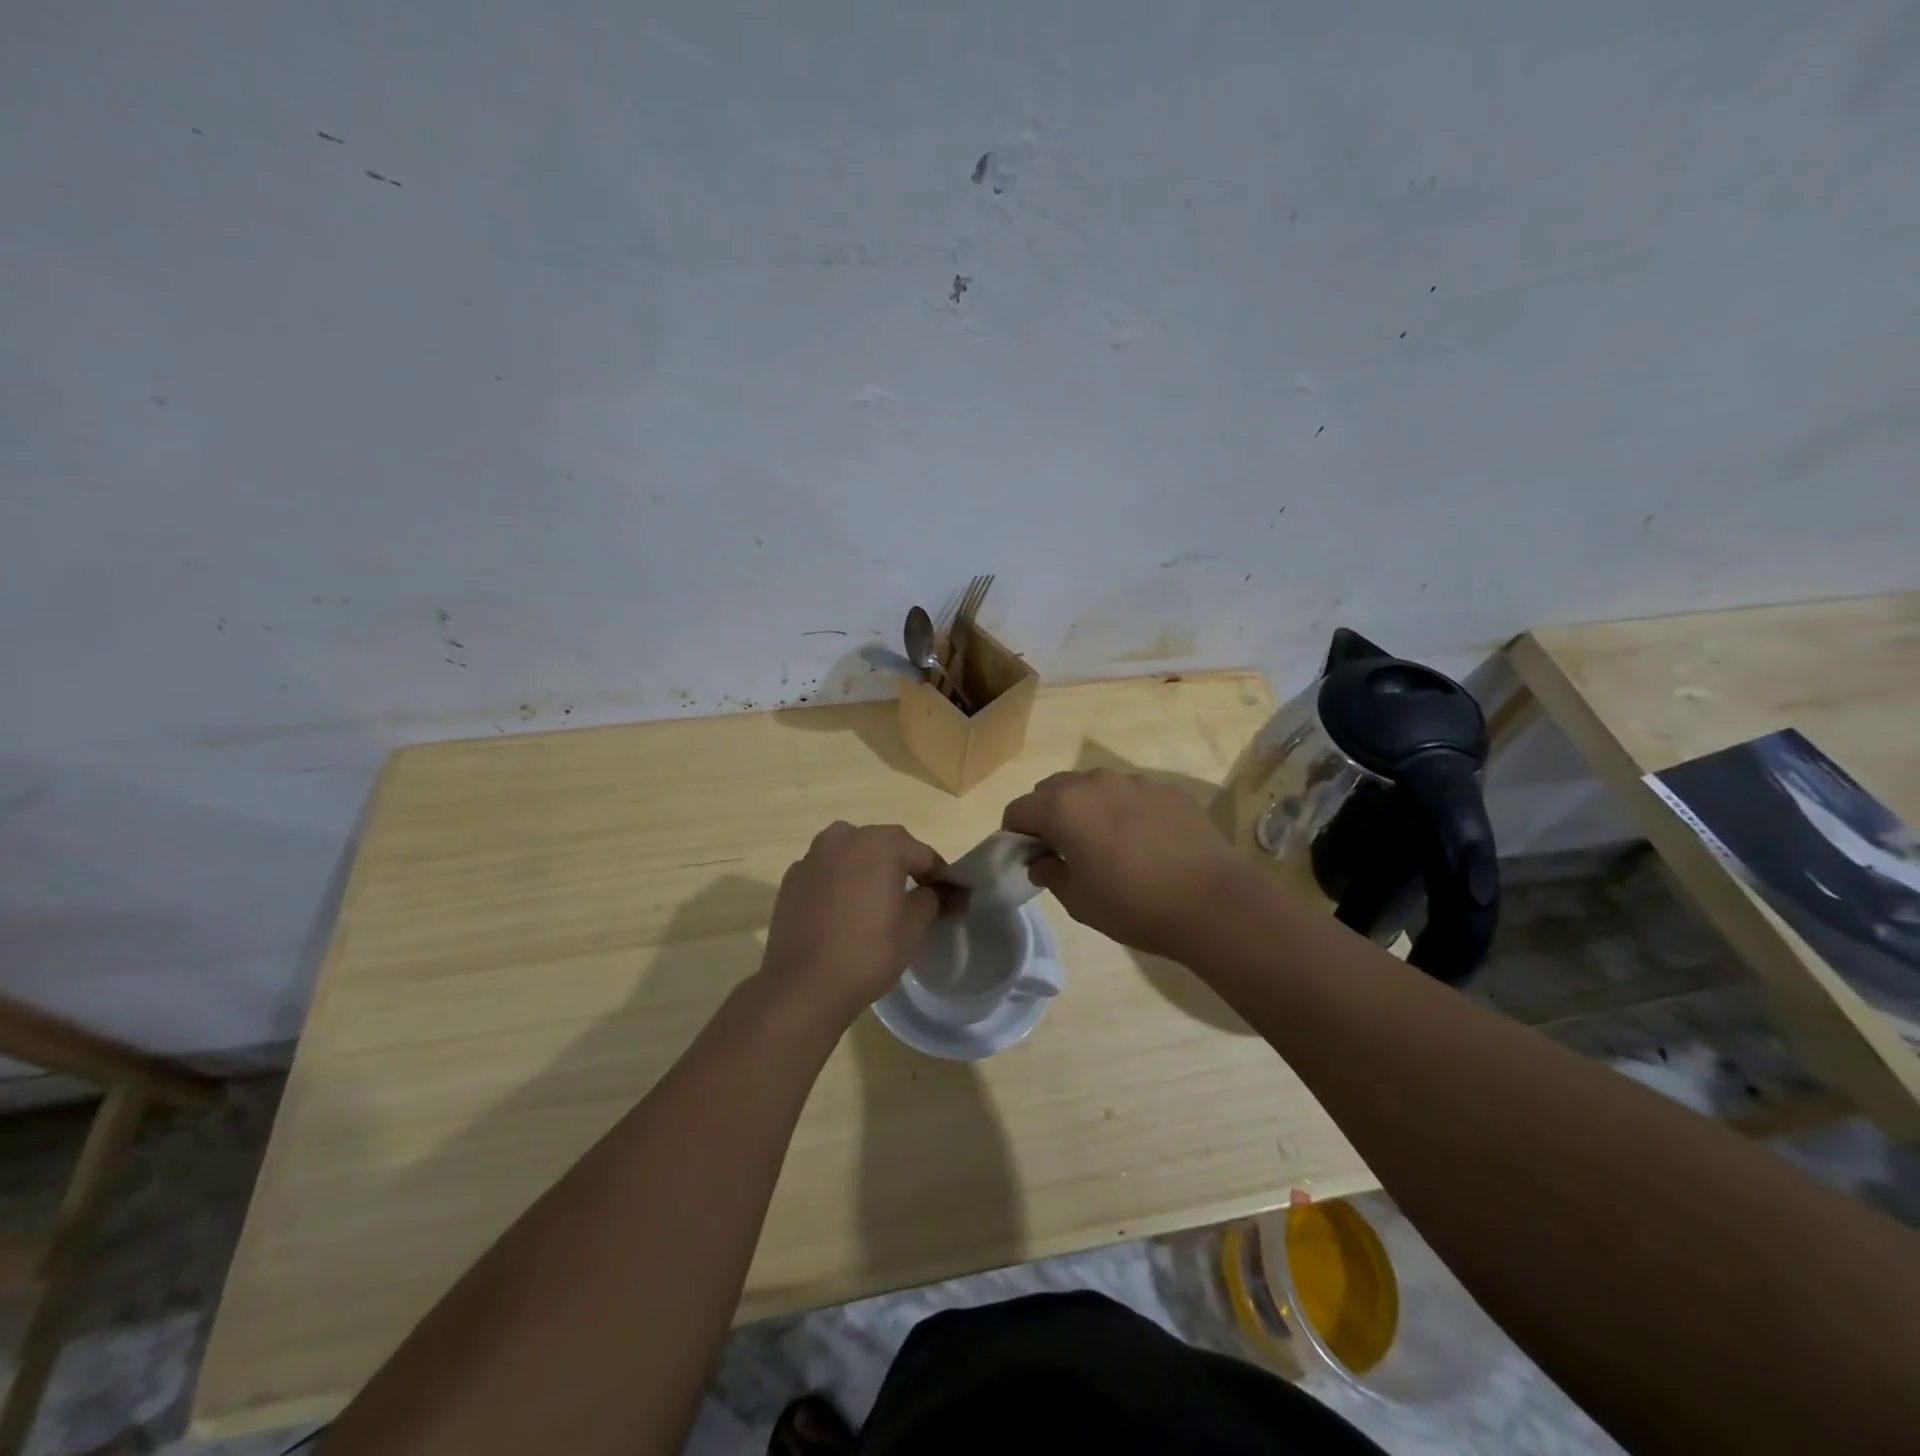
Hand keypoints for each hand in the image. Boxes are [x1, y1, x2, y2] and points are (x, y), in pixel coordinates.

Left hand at [758, 822, 948, 1029]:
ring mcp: (813, 856)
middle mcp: (844, 838)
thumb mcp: (913, 927)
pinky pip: (827, 870)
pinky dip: (840, 881)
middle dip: (903, 865)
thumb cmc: (867, 952)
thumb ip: (934, 899)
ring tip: (876, 899)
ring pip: (852, 852)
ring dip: (868, 867)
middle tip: (915, 896)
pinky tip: (844, 910)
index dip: (939, 874)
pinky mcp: (792, 878)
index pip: (921, 853)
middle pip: (884, 845)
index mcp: (880, 844)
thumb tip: (949, 892)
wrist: (802, 986)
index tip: (949, 896)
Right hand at [1002, 769, 1251, 958]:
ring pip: (1093, 786)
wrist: (1213, 903)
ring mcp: (1134, 781)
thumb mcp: (1079, 901)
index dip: (1015, 834)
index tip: (1028, 857)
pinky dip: (1124, 810)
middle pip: (1052, 789)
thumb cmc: (1134, 906)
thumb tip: (1042, 861)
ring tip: (1105, 844)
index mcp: (1063, 808)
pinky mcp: (1167, 790)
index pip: (1018, 809)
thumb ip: (1051, 873)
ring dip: (1086, 808)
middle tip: (1062, 849)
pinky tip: (1144, 842)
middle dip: (1047, 814)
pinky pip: (1130, 793)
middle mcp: (1094, 783)